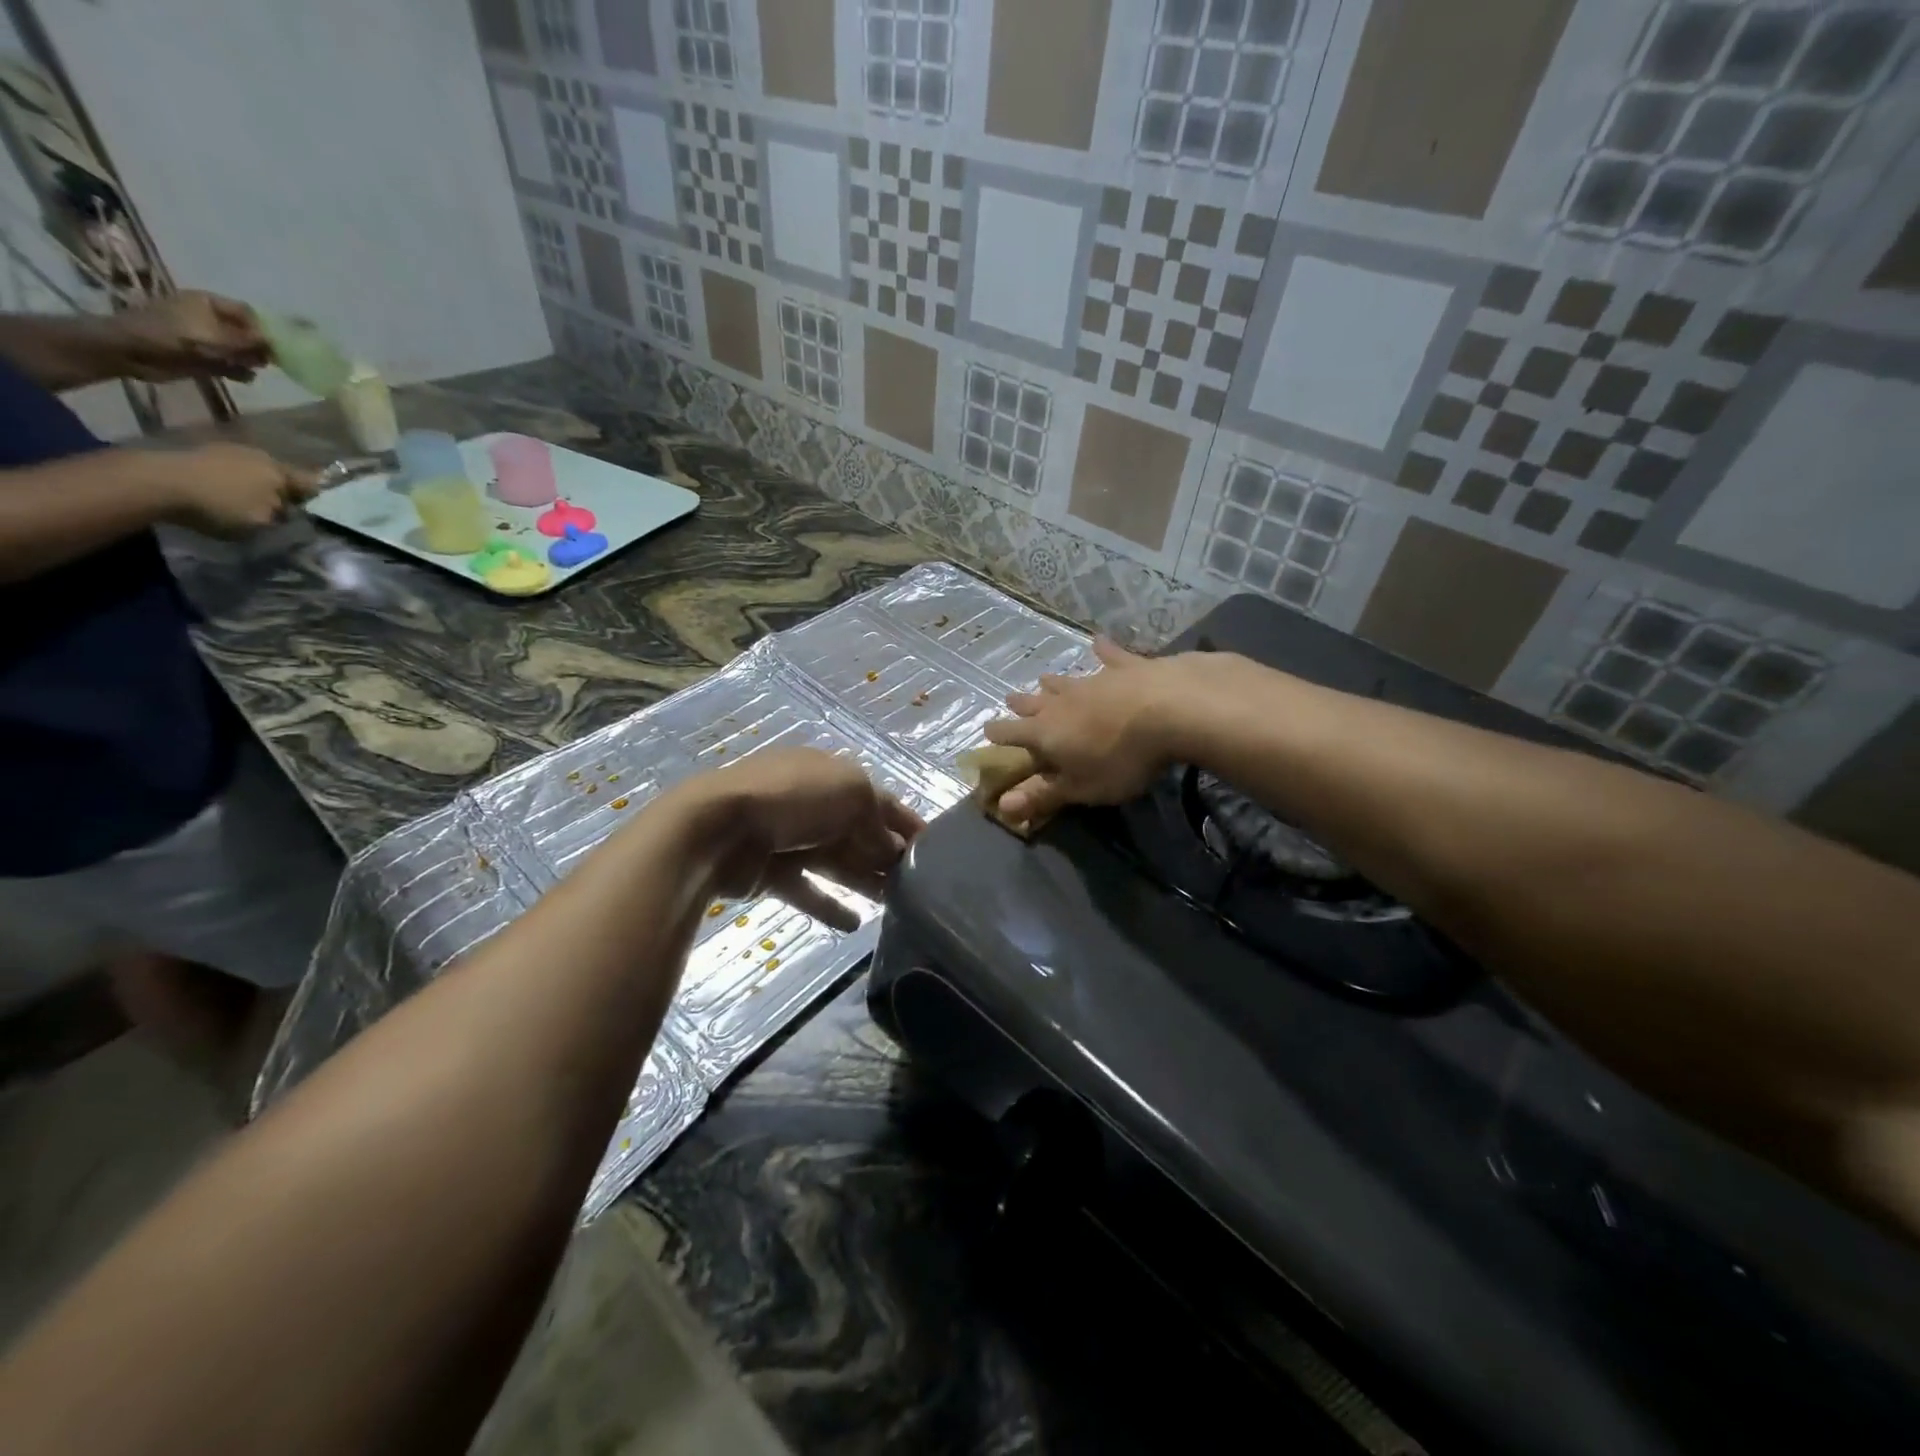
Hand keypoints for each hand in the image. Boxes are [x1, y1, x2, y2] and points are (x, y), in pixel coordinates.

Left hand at [113, 291, 269, 382]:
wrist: (132, 350)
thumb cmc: (172, 335)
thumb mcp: (215, 335)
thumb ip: (249, 340)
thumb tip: (276, 343)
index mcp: (209, 303)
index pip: (248, 313)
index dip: (264, 329)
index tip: (275, 347)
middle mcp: (210, 318)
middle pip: (247, 332)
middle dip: (259, 347)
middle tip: (266, 361)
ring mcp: (207, 338)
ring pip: (242, 350)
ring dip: (250, 360)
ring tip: (250, 368)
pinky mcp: (204, 357)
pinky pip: (232, 365)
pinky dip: (240, 372)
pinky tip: (243, 377)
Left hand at [157, 443, 317, 537]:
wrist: (156, 481)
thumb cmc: (220, 505)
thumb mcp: (262, 523)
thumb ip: (283, 519)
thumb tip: (290, 516)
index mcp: (282, 472)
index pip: (313, 485)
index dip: (319, 500)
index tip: (318, 514)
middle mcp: (261, 455)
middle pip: (283, 476)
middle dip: (285, 491)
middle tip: (283, 510)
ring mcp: (229, 449)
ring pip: (256, 471)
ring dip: (258, 485)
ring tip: (252, 502)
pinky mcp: (202, 451)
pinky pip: (230, 469)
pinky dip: (233, 480)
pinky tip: (225, 492)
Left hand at [686, 747, 924, 930]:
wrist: (717, 829)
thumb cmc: (793, 799)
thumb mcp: (851, 793)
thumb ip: (877, 820)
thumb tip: (890, 848)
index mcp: (831, 775)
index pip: (879, 799)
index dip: (906, 822)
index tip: (933, 849)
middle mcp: (812, 804)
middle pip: (858, 833)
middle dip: (887, 856)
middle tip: (917, 886)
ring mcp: (789, 838)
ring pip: (837, 863)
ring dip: (864, 882)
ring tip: (895, 906)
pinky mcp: (770, 872)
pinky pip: (807, 891)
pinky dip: (829, 906)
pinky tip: (854, 926)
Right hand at [984, 639, 1208, 826]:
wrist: (1171, 710)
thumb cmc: (1122, 759)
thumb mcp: (1082, 788)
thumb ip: (1042, 795)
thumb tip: (1001, 806)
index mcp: (1046, 733)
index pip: (1011, 733)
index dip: (998, 734)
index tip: (987, 731)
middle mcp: (1062, 702)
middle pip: (1034, 702)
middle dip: (1021, 704)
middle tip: (1011, 699)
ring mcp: (1094, 680)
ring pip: (1065, 680)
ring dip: (1053, 683)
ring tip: (1044, 680)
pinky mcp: (1126, 666)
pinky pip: (1109, 656)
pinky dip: (1102, 650)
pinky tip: (1098, 641)